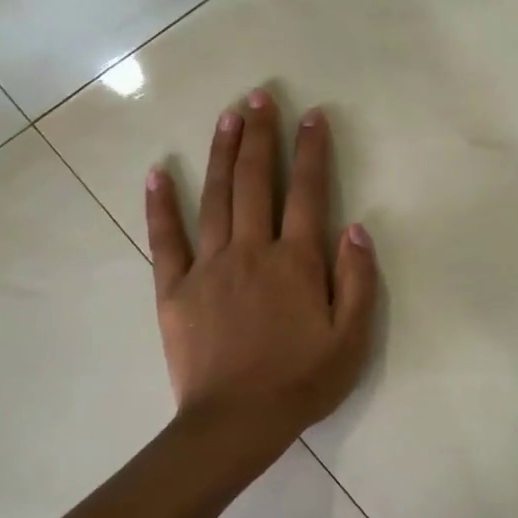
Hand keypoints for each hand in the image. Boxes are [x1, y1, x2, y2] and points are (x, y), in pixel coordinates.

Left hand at [145, 90, 377, 442]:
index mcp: (296, 263)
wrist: (237, 422)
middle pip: (255, 182)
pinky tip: (158, 172)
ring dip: (221, 153)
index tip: (312, 116)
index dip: (311, 152)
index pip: (307, 193)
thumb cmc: (302, 382)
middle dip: (260, 136)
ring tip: (227, 115)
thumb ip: (358, 282)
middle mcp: (252, 251)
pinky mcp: (175, 289)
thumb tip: (356, 228)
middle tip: (260, 96)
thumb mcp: (352, 339)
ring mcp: (209, 267)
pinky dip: (160, 204)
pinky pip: (166, 239)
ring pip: (214, 198)